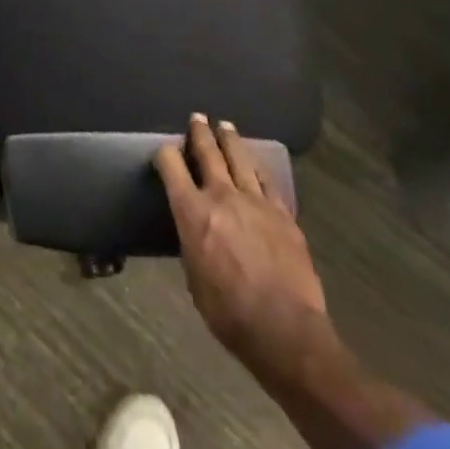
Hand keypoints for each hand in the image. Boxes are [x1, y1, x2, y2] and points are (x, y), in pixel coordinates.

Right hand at [156, 115, 337, 384]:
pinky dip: (258, 167)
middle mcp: (222, 197)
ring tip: (225, 126)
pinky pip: (267, 181)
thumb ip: (192, 240)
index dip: (164, 154)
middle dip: (200, 132)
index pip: (171, 166)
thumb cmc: (228, 312)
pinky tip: (255, 163)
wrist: (285, 330)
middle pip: (208, 152)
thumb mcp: (193, 276)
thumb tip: (195, 227)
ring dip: (230, 140)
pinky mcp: (283, 214)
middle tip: (197, 118)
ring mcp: (256, 202)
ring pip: (240, 158)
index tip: (164, 151)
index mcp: (192, 212)